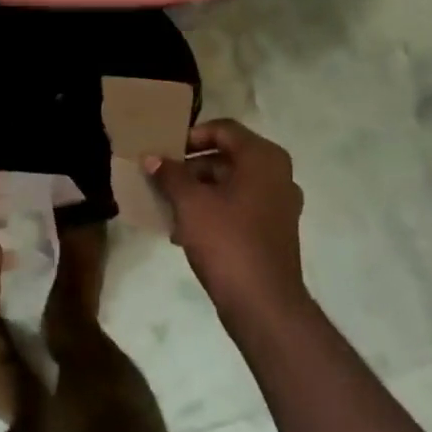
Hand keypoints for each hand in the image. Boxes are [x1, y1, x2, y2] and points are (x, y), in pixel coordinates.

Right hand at [148, 119, 310, 321]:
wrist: (262, 301)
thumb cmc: (226, 241)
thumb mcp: (190, 204)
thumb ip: (170, 175)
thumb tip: (152, 157)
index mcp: (263, 158)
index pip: (224, 129)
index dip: (190, 136)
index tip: (164, 152)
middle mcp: (278, 175)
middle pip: (227, 156)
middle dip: (191, 167)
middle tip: (161, 179)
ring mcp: (279, 204)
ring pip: (232, 184)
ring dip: (199, 191)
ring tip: (168, 206)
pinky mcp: (274, 230)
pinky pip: (239, 207)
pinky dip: (214, 210)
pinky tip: (185, 230)